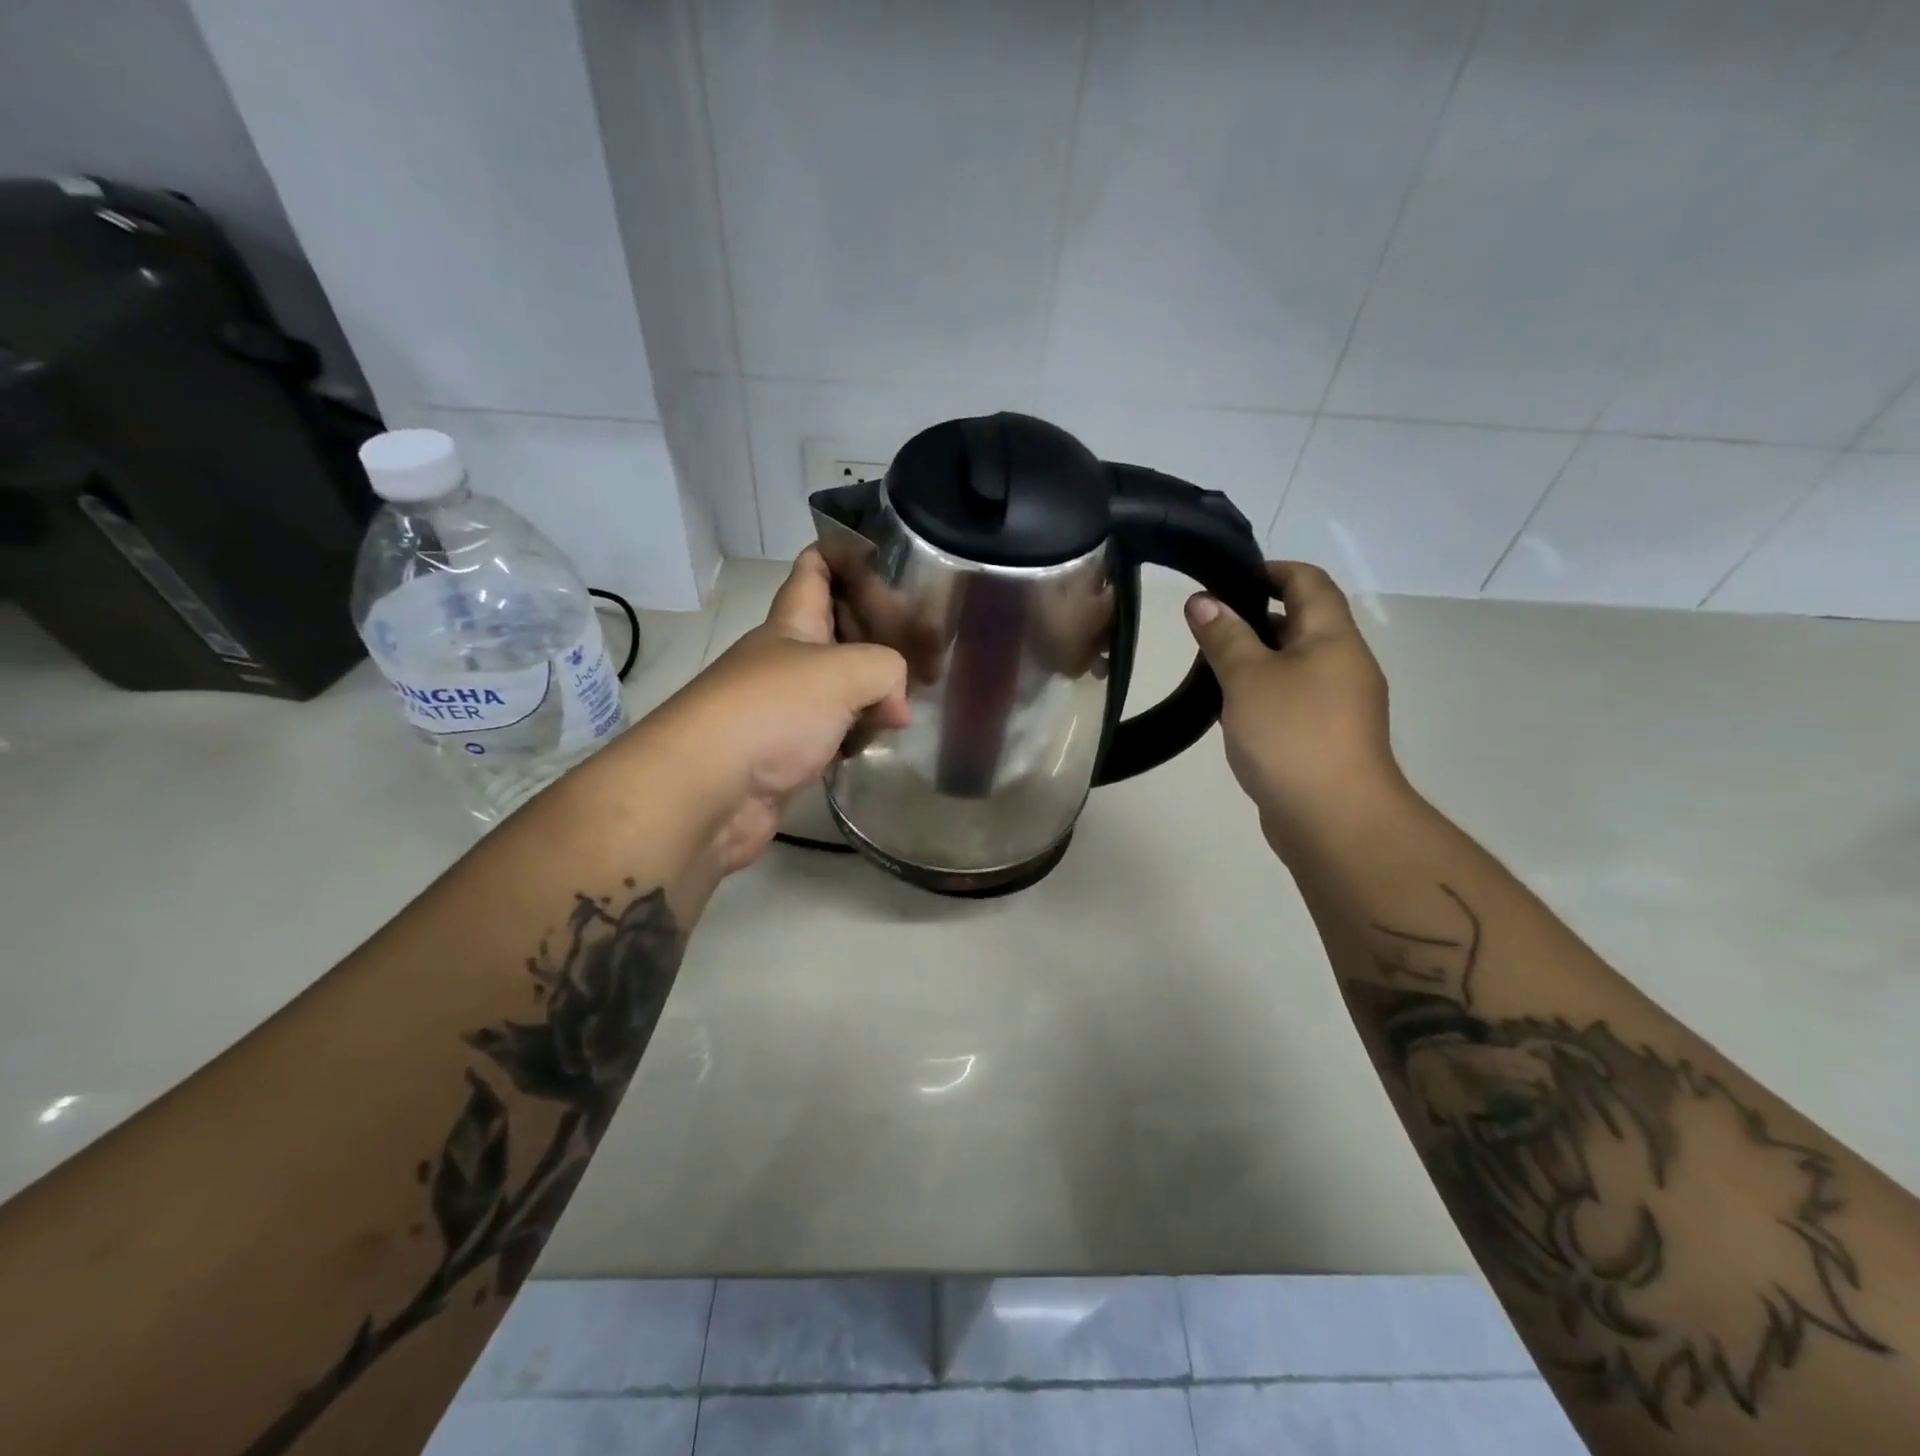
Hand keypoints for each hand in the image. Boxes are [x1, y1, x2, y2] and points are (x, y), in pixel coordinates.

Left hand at [660, 549, 908, 872]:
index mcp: (792, 623)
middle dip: (877, 629)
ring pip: (840, 685)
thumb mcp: (841, 672)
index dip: (849, 555)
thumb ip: (886, 669)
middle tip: (926, 641)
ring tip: (916, 693)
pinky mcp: (791, 753)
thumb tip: (897, 706)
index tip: (894, 561)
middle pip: (837, 629)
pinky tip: (885, 737)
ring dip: (874, 688)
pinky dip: (860, 731)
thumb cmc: (771, 711)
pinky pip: (835, 731)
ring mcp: (787, 707)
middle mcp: (787, 659)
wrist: (709, 791)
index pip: (816, 568)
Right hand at [1184, 561, 1406, 847]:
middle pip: (1299, 621)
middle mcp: (1342, 663)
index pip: (1307, 582)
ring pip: (1291, 664)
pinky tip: (1227, 709)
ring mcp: (1336, 704)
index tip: (1222, 578)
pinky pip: (1290, 699)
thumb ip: (1225, 636)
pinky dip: (1260, 693)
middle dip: (1252, 617)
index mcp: (1333, 637)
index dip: (1268, 571)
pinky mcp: (1323, 737)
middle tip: (1203, 626)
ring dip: (1253, 659)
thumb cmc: (1292, 734)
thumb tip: (1202, 600)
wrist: (1334, 819)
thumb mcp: (1248, 677)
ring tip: (1206, 666)